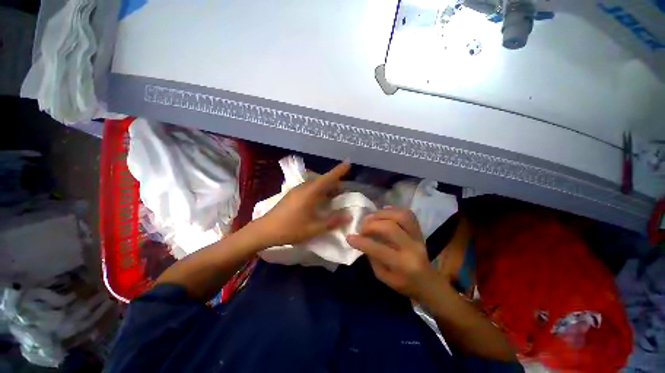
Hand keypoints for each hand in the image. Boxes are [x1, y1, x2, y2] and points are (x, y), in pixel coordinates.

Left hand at [253, 161, 350, 246]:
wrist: (265, 230)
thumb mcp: (314, 228)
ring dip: (326, 186)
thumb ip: (332, 221)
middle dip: (334, 181)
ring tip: (334, 194)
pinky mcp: (292, 194)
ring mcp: (296, 190)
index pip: (327, 178)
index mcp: (310, 193)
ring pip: (315, 183)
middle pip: (322, 180)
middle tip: (344, 188)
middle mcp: (304, 187)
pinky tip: (320, 199)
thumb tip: (348, 216)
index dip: (339, 170)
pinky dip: (318, 190)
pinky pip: (309, 187)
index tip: (348, 162)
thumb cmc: (290, 229)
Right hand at [346, 208, 437, 299]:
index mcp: (403, 265)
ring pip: (401, 216)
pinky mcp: (420, 231)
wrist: (429, 283)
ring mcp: (418, 237)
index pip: (378, 250)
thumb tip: (362, 239)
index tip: (349, 237)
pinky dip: (394, 209)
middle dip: (371, 225)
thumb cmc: (404, 283)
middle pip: (390, 228)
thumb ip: (372, 257)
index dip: (361, 242)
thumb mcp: (383, 276)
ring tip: (371, 217)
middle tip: (361, 227)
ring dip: (382, 213)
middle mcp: (412, 248)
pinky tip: (384, 211)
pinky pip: (408, 214)